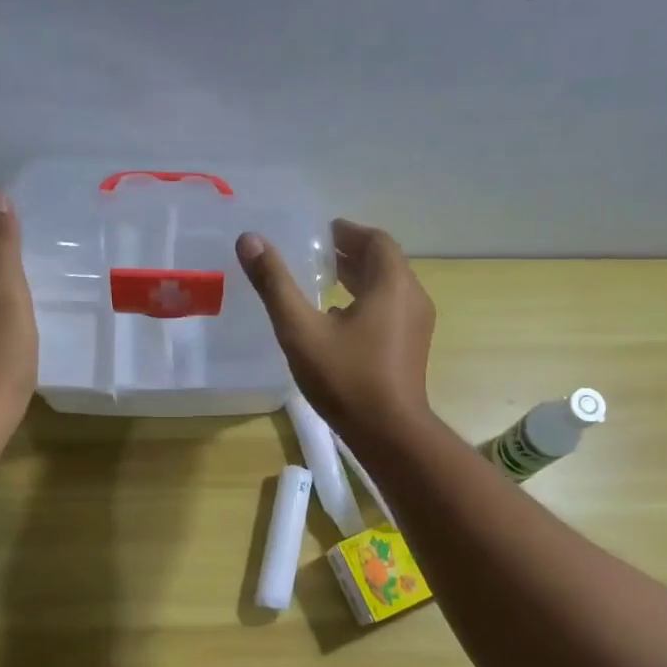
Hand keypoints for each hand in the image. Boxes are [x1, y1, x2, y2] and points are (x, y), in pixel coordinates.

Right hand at [236, 218, 434, 447]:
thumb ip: (275, 284)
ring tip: (322, 285)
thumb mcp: (301, 330)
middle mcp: (412, 297)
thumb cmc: (346, 378)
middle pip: (383, 263)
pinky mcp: (412, 349)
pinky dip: (366, 305)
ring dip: (358, 281)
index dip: (347, 232)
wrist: (389, 434)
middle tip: (315, 256)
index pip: (375, 240)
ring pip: (387, 290)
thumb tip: (250, 240)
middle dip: (350, 255)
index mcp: (392, 283)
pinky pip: (390, 312)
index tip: (320, 234)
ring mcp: (416, 326)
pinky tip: (337, 323)